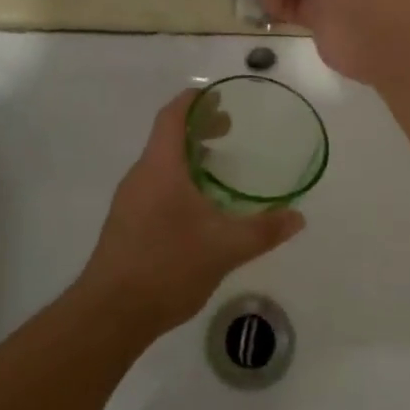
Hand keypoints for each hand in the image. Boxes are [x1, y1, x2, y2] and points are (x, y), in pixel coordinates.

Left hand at [79, 90, 304, 334]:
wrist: (111, 312)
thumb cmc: (168, 266)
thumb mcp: (225, 248)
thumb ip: (264, 230)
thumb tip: (298, 217)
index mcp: (160, 167)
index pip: (172, 116)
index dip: (194, 100)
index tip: (218, 96)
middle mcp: (141, 175)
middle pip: (167, 137)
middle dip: (198, 128)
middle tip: (229, 129)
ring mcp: (129, 200)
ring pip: (160, 164)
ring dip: (187, 156)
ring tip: (217, 166)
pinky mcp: (126, 223)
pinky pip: (154, 186)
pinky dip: (177, 179)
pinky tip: (197, 207)